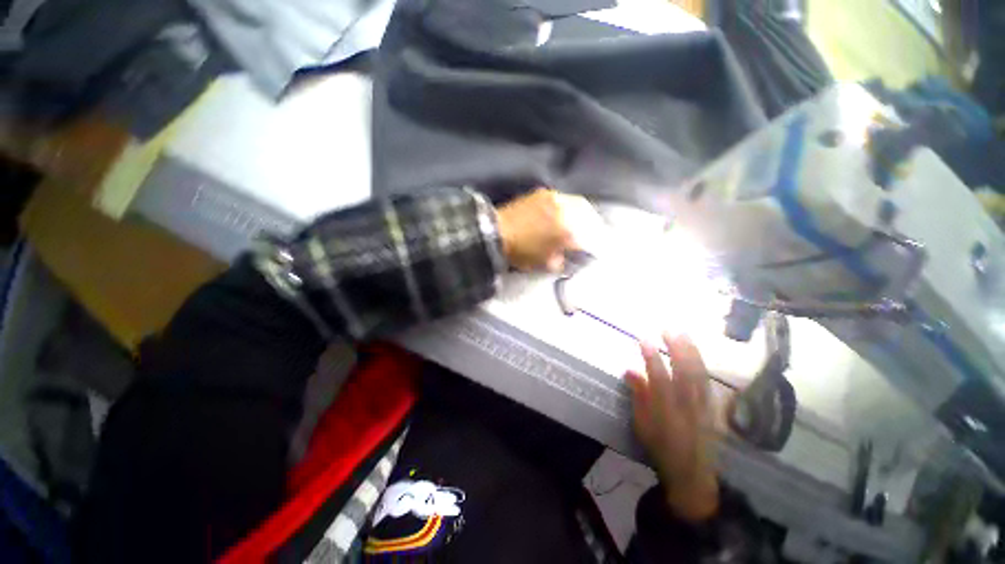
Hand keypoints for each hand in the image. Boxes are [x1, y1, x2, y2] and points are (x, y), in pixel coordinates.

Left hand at [496, 188, 602, 271]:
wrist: (494, 232)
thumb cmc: (520, 252)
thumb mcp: (543, 263)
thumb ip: (560, 260)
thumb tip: (565, 257)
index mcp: (567, 231)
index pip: (589, 237)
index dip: (595, 245)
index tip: (597, 249)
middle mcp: (566, 210)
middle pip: (589, 216)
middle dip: (595, 226)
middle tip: (595, 233)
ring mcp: (555, 198)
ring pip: (579, 204)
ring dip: (585, 214)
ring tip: (584, 222)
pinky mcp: (544, 193)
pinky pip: (565, 198)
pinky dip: (570, 206)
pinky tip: (567, 212)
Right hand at [626, 333, 718, 521]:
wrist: (691, 473)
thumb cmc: (660, 447)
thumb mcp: (642, 424)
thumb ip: (638, 395)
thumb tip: (629, 369)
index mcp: (666, 410)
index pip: (659, 377)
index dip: (651, 357)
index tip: (644, 338)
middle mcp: (687, 405)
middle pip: (684, 371)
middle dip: (676, 347)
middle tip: (668, 329)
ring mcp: (703, 405)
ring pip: (699, 373)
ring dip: (691, 351)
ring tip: (683, 334)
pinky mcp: (712, 408)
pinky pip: (709, 382)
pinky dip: (703, 365)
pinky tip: (698, 353)